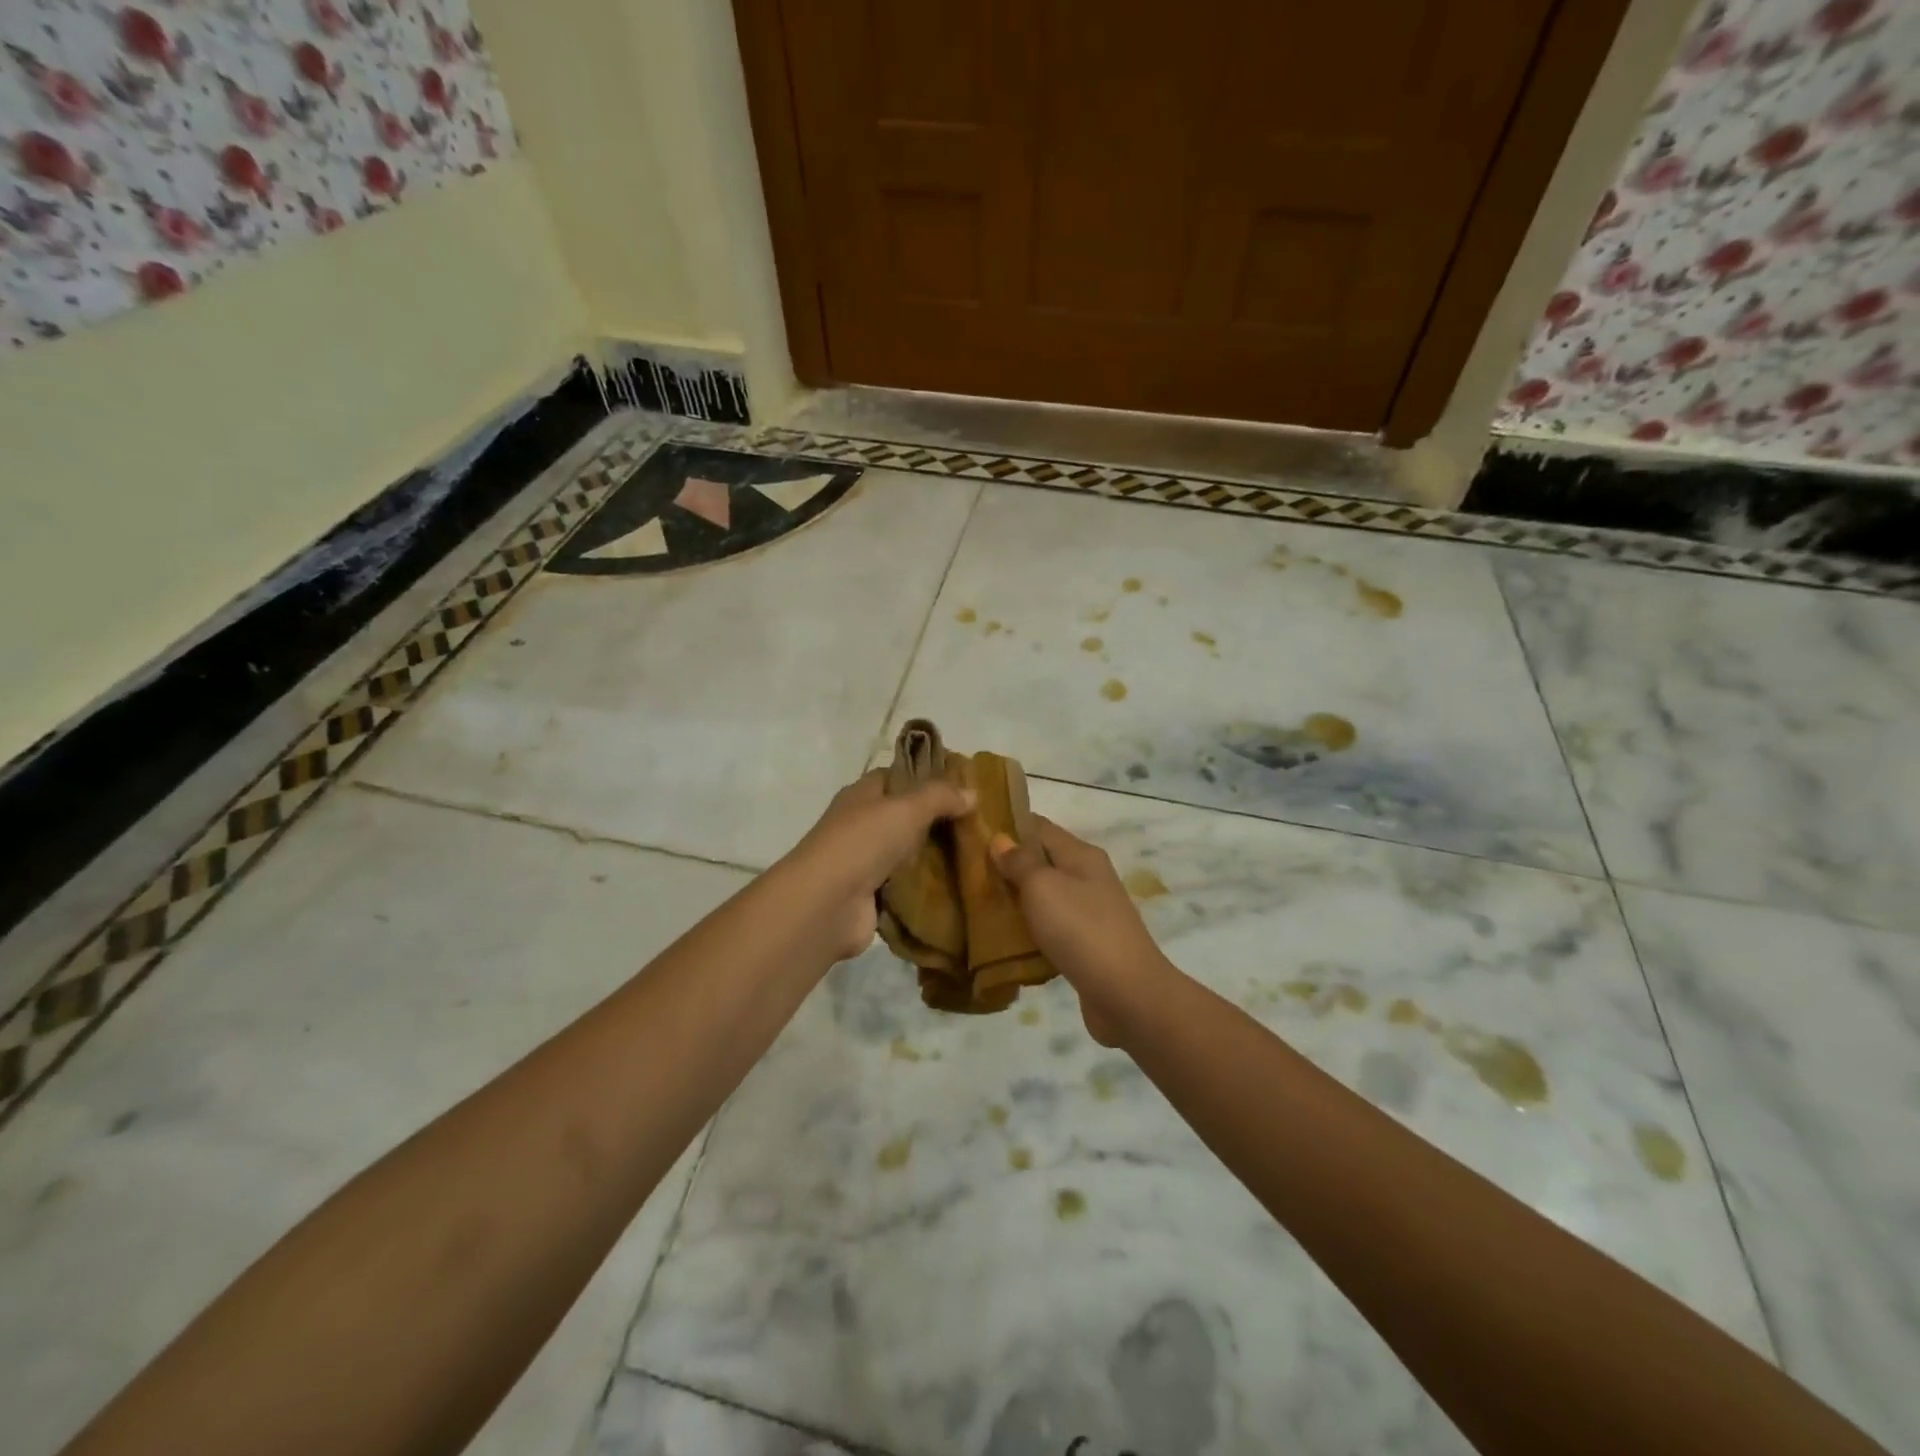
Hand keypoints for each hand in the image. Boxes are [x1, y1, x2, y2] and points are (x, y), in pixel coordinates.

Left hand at [784, 769, 973, 959]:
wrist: (827, 905)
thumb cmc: (863, 843)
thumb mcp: (907, 808)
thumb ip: (940, 797)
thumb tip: (972, 792)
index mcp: (862, 795)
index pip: (897, 777)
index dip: (927, 777)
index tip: (964, 785)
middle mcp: (862, 825)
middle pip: (906, 817)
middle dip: (939, 821)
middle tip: (980, 825)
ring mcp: (865, 863)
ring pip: (908, 854)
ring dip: (936, 858)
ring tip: (978, 857)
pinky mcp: (872, 897)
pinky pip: (907, 887)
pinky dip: (927, 889)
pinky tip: (959, 887)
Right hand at [990, 817, 1177, 1045]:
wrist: (1127, 993)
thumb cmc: (1081, 929)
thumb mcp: (1043, 886)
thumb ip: (1020, 862)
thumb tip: (1000, 839)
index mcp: (1081, 854)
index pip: (1039, 827)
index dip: (1006, 825)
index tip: (971, 832)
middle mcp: (1088, 877)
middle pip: (1042, 861)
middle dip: (1006, 865)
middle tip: (966, 872)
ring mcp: (1090, 912)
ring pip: (1045, 895)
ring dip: (1016, 899)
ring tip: (978, 904)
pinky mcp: (1087, 944)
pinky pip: (1051, 927)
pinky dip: (1029, 928)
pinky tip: (1005, 939)